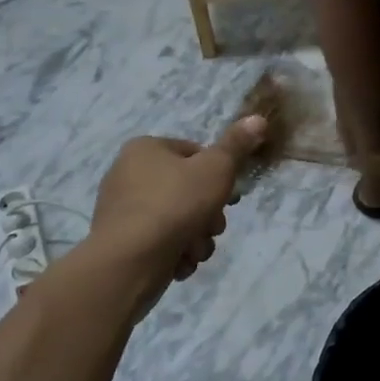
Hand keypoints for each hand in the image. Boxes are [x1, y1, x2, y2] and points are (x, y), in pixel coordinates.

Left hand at [87, 116, 267, 287]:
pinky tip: (179, 262)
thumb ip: (237, 145)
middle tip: (212, 227)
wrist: (130, 261)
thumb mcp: (217, 169)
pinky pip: (160, 241)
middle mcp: (128, 174)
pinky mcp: (121, 242)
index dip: (219, 175)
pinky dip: (175, 252)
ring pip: (178, 219)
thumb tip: (258, 118)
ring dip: (196, 237)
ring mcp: (122, 210)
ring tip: (194, 249)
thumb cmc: (175, 204)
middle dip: (208, 214)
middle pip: (188, 190)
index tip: (229, 197)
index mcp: (145, 149)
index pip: (195, 154)